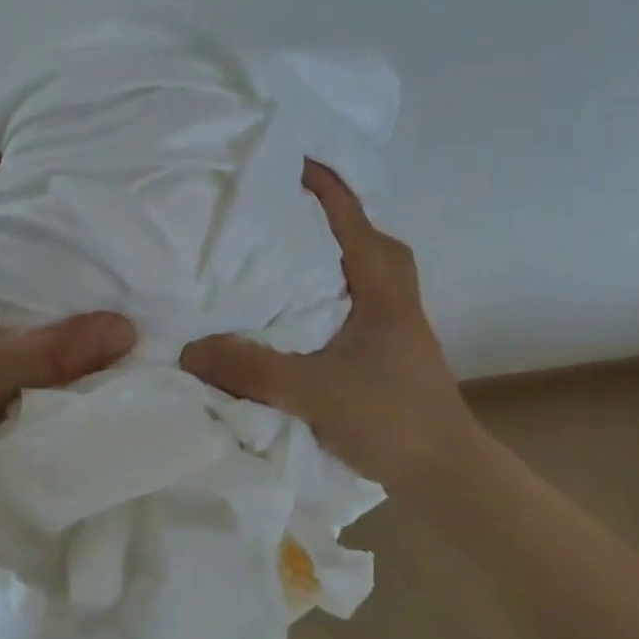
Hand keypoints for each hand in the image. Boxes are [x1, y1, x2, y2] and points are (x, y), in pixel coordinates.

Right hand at [180, 159, 477, 493]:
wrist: (448, 477)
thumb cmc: (392, 420)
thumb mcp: (313, 391)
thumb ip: (252, 369)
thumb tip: (190, 349)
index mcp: (382, 294)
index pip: (354, 224)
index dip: (327, 188)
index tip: (295, 160)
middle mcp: (394, 303)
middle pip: (374, 243)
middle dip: (340, 219)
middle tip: (294, 213)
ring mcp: (397, 331)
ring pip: (371, 275)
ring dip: (338, 257)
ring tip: (292, 259)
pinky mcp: (390, 358)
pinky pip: (360, 306)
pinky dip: (334, 295)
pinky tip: (302, 316)